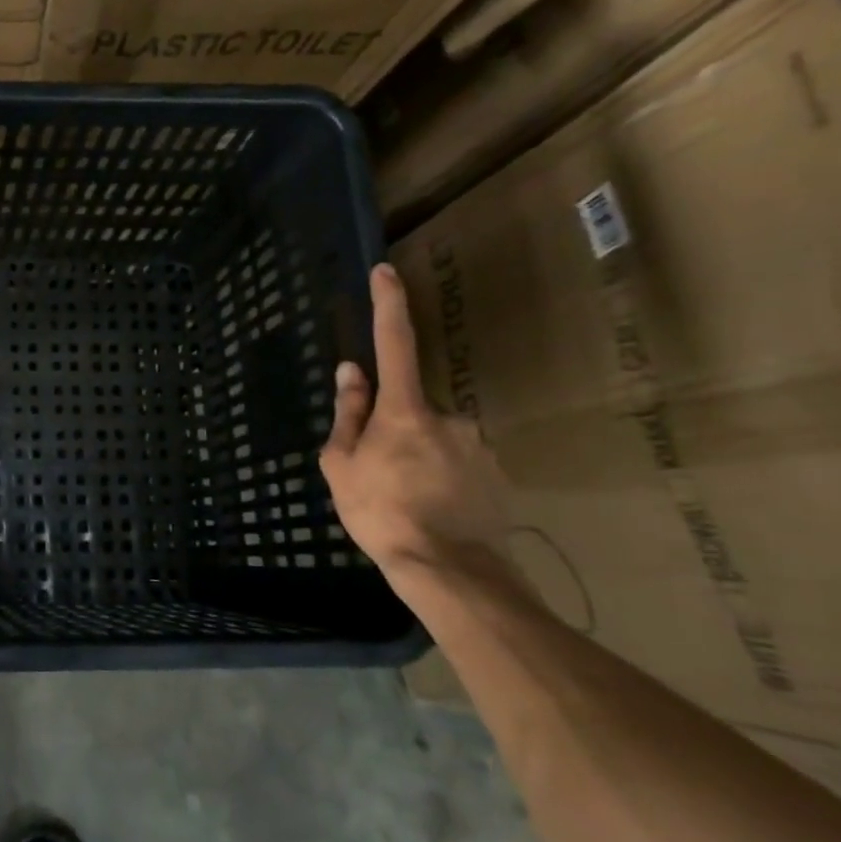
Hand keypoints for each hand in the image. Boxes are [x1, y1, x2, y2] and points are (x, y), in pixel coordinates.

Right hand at [320, 265, 510, 590]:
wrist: (449, 569)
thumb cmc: (380, 512)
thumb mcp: (342, 465)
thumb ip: (348, 414)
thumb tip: (351, 372)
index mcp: (404, 411)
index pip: (393, 344)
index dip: (388, 305)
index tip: (386, 272)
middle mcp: (448, 416)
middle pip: (411, 409)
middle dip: (395, 431)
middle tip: (379, 475)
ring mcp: (478, 444)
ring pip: (437, 438)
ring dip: (420, 458)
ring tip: (408, 501)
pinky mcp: (498, 472)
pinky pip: (460, 462)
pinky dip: (444, 478)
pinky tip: (434, 509)